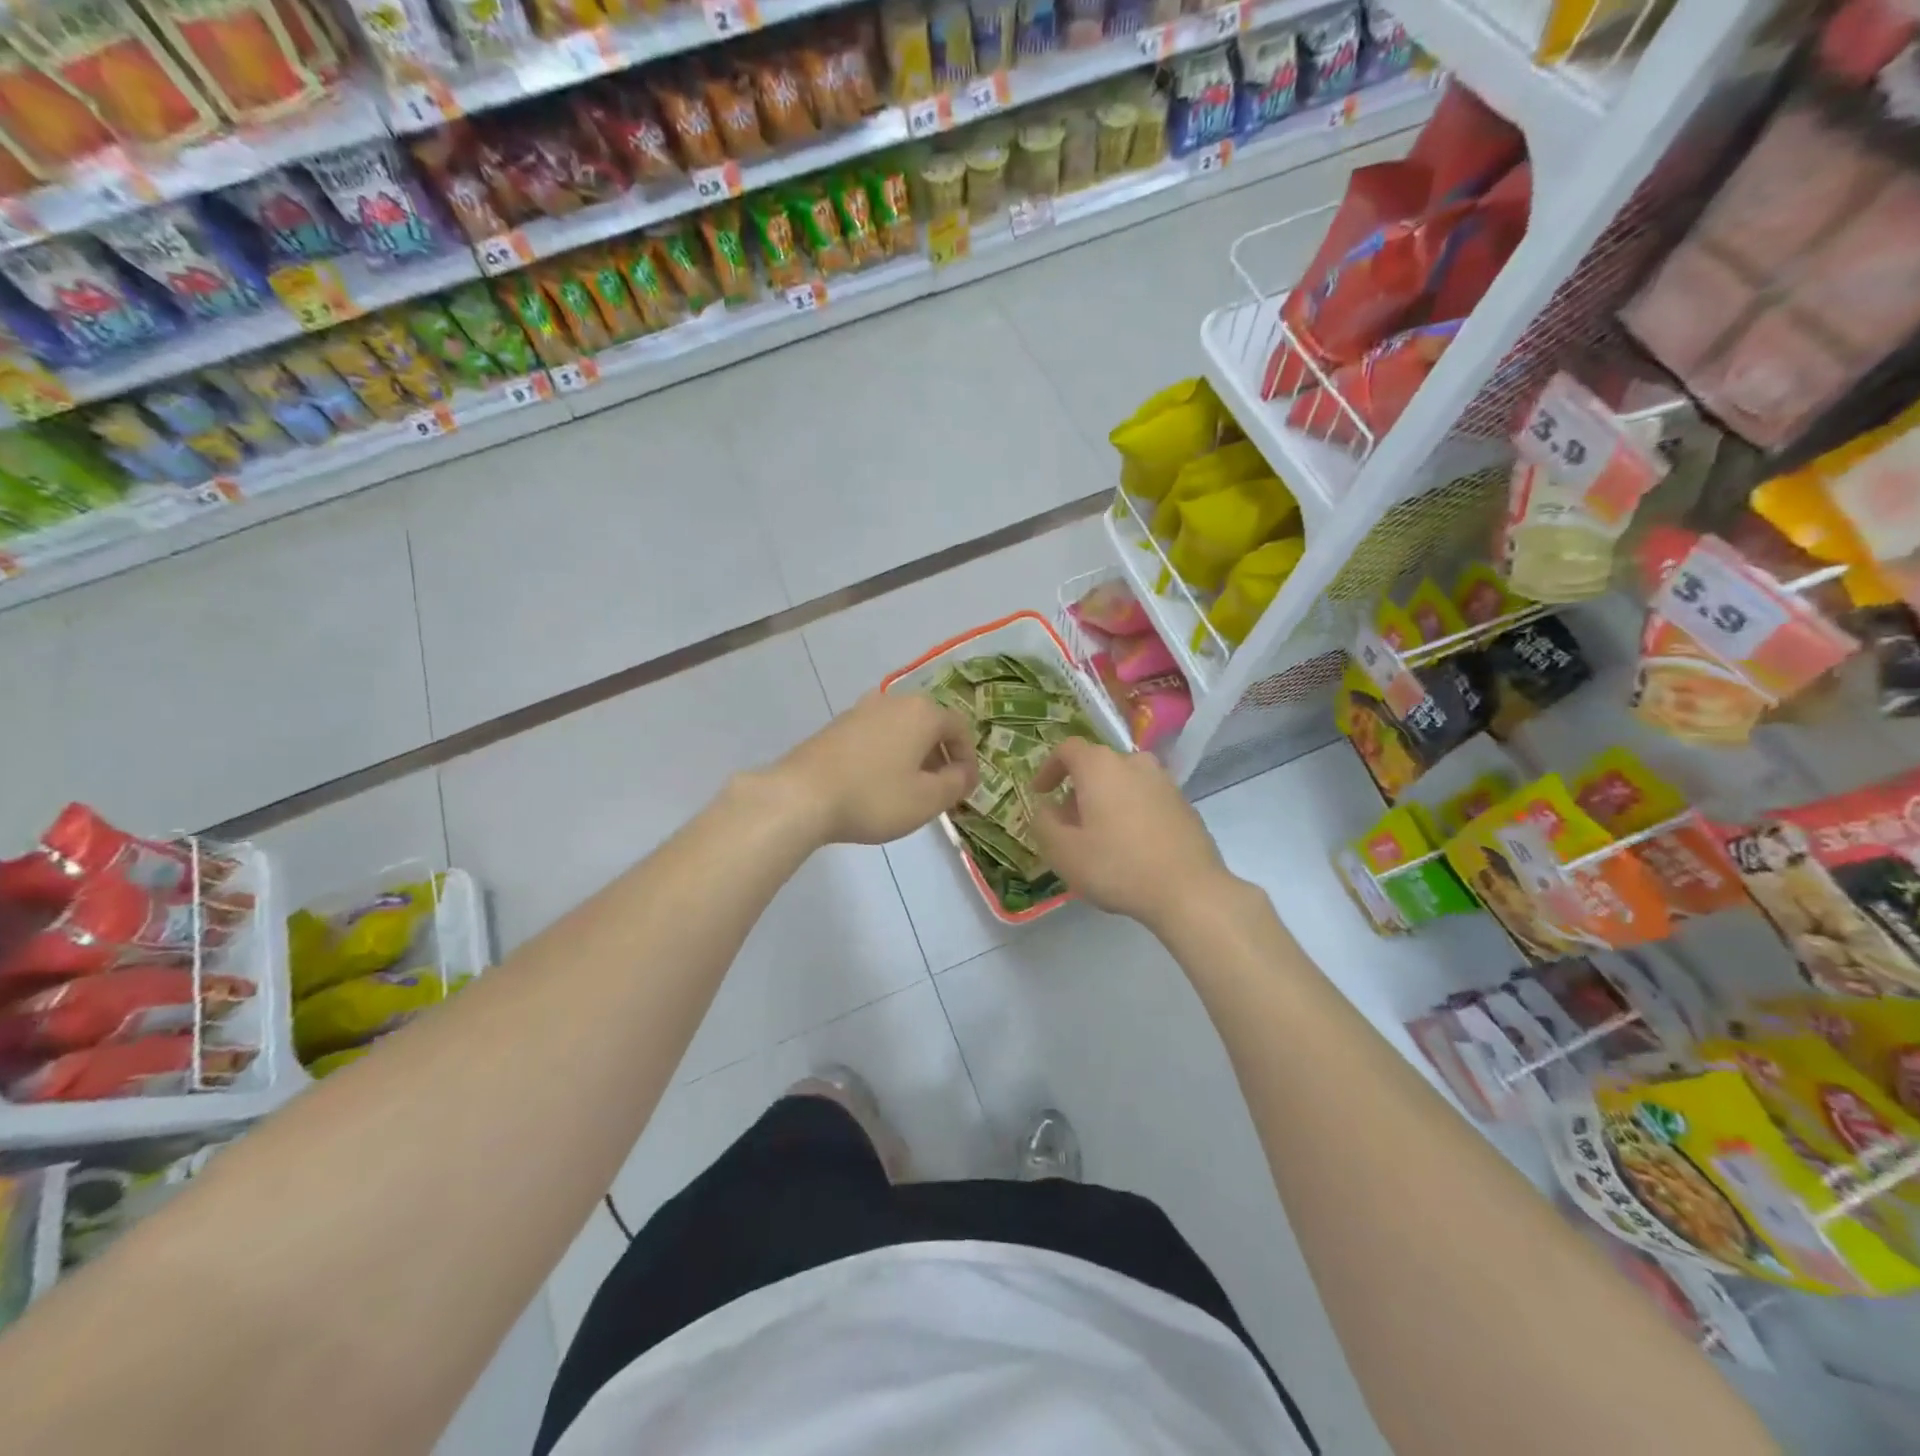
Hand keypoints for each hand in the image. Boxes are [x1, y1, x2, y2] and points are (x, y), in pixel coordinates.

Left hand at [770, 691, 977, 845]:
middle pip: (929, 725)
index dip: (968, 760)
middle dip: (940, 756)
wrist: (801, 795)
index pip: (959, 729)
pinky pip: (875, 736)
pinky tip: (877, 783)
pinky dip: (887, 755)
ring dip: (913, 755)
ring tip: (910, 788)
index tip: (966, 789)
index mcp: (922, 712)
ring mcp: (861, 710)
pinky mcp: (836, 726)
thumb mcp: (927, 799)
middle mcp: (893, 701)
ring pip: (901, 730)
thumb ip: (955, 784)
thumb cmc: (874, 797)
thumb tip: (963, 773)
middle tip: (942, 789)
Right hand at [1029, 738, 1236, 931]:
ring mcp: (1164, 782)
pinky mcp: (1184, 805)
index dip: (1048, 768)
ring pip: (1124, 783)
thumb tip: (1046, 808)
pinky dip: (1131, 813)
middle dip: (1077, 790)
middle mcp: (1134, 763)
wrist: (1189, 891)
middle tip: (1067, 823)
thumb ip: (1043, 823)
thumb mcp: (1063, 851)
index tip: (1040, 793)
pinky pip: (1146, 799)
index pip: (1068, 749)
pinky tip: (1130, 847)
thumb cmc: (1117, 866)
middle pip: (1097, 766)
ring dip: (1106, 801)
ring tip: (1099, 837)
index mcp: (1101, 766)